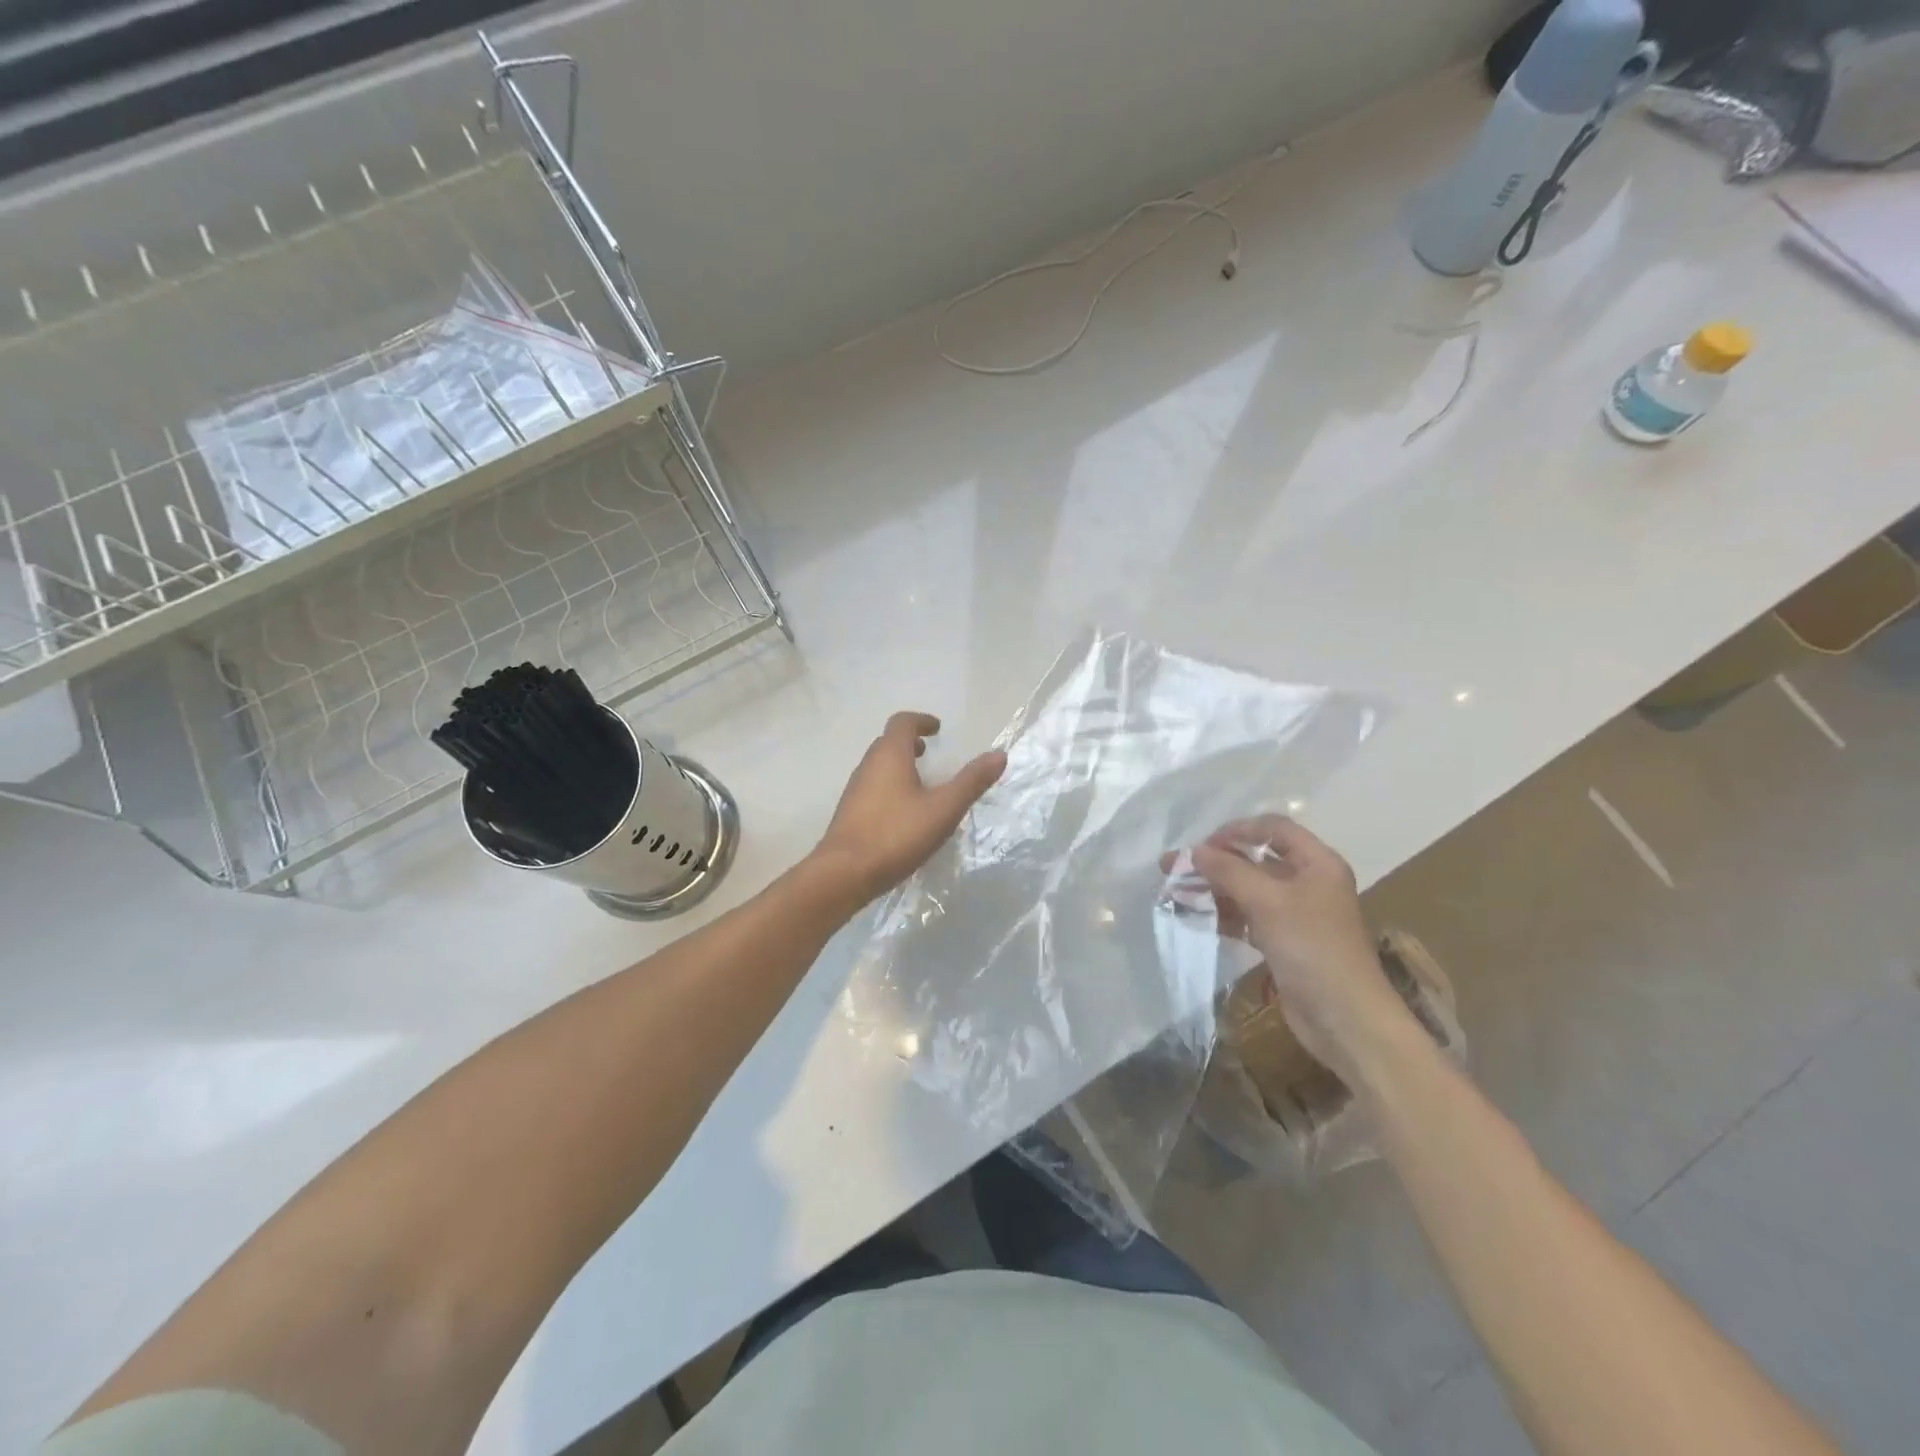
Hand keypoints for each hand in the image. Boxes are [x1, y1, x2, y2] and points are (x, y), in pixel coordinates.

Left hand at [813, 712, 1006, 904]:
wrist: (843, 874)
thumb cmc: (896, 835)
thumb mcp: (943, 809)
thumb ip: (971, 781)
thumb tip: (999, 754)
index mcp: (890, 756)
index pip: (902, 723)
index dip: (921, 721)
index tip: (937, 729)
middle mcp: (868, 766)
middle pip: (887, 743)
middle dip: (909, 743)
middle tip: (928, 752)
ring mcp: (855, 790)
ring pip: (878, 766)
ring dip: (898, 765)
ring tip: (920, 782)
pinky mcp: (850, 813)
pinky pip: (872, 788)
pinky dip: (889, 786)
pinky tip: (903, 813)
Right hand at [1171, 816, 1411, 1080]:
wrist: (1345, 1017)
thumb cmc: (1311, 947)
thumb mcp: (1267, 901)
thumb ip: (1228, 871)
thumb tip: (1194, 851)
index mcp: (1316, 862)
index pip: (1273, 828)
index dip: (1236, 830)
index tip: (1202, 846)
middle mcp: (1309, 881)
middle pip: (1256, 859)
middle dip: (1215, 862)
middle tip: (1173, 868)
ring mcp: (1297, 913)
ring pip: (1249, 889)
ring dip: (1214, 889)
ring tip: (1176, 893)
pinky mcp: (1285, 941)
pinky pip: (1250, 916)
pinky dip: (1225, 914)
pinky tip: (1198, 917)